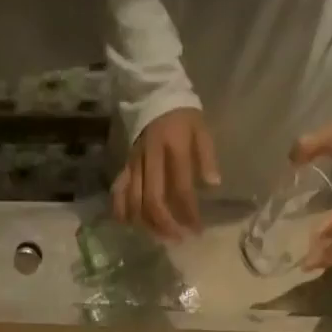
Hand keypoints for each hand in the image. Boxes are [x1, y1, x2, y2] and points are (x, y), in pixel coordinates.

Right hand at [112, 107, 219, 239]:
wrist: (155, 93)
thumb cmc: (183, 116)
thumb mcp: (201, 129)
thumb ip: (207, 157)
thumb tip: (213, 185)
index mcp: (174, 147)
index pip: (181, 188)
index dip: (189, 213)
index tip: (197, 230)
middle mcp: (151, 157)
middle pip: (153, 200)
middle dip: (165, 224)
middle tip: (176, 239)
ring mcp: (135, 162)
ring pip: (135, 201)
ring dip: (146, 223)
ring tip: (159, 236)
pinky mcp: (126, 165)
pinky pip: (119, 191)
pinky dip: (121, 210)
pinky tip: (128, 224)